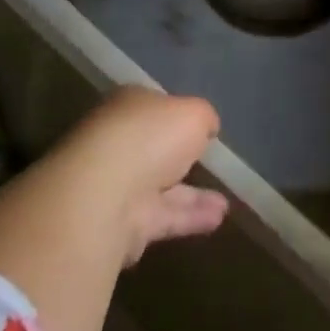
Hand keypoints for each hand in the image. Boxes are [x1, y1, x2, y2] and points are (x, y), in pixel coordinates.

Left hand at [46, 87, 228, 265]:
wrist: (104, 194)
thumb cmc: (149, 137)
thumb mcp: (193, 113)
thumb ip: (204, 118)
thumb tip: (207, 127)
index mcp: (127, 107)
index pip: (153, 107)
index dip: (176, 115)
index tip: (200, 128)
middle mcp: (117, 143)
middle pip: (153, 149)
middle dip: (180, 158)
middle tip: (209, 164)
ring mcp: (116, 185)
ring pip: (160, 188)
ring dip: (192, 195)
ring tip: (225, 204)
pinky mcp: (121, 224)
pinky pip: (163, 217)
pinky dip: (189, 218)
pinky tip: (217, 220)